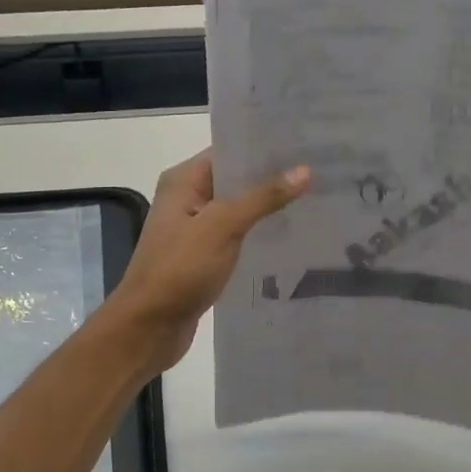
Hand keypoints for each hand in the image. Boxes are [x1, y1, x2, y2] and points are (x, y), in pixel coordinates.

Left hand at [103, 151, 309, 376]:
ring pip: (238, 211)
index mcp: (183, 181)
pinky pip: (236, 238)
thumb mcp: (222, 227)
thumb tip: (304, 170)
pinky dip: (259, 236)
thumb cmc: (179, 270)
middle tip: (322, 172)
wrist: (148, 328)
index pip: (229, 151)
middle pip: (236, 180)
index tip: (306, 144)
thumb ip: (262, 198)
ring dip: (269, 209)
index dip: (265, 148)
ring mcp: (194, 230)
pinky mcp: (203, 258)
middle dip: (273, 178)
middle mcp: (187, 199)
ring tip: (317, 201)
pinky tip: (292, 238)